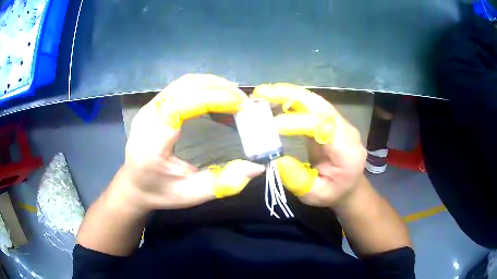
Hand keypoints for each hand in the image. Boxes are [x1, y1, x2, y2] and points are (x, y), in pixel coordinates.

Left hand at [117, 74, 264, 211]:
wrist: (134, 185)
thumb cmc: (159, 192)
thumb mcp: (191, 195)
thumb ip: (223, 183)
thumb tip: (256, 168)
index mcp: (152, 142)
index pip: (182, 105)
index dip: (214, 99)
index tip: (242, 107)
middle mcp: (147, 118)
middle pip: (184, 86)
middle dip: (219, 89)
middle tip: (244, 103)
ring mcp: (148, 108)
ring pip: (183, 83)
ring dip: (213, 86)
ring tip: (234, 101)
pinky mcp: (153, 105)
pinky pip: (181, 87)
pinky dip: (204, 88)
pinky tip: (217, 101)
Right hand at [253, 83, 366, 207]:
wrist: (349, 185)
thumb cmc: (333, 192)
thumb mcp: (315, 195)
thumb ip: (298, 180)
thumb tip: (276, 159)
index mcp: (347, 151)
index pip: (323, 127)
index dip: (297, 123)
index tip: (272, 126)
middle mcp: (346, 130)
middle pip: (320, 105)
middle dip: (290, 96)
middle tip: (262, 93)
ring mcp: (339, 122)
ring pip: (315, 101)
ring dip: (289, 94)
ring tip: (264, 92)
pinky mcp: (330, 120)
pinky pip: (312, 105)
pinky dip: (292, 99)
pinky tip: (274, 98)